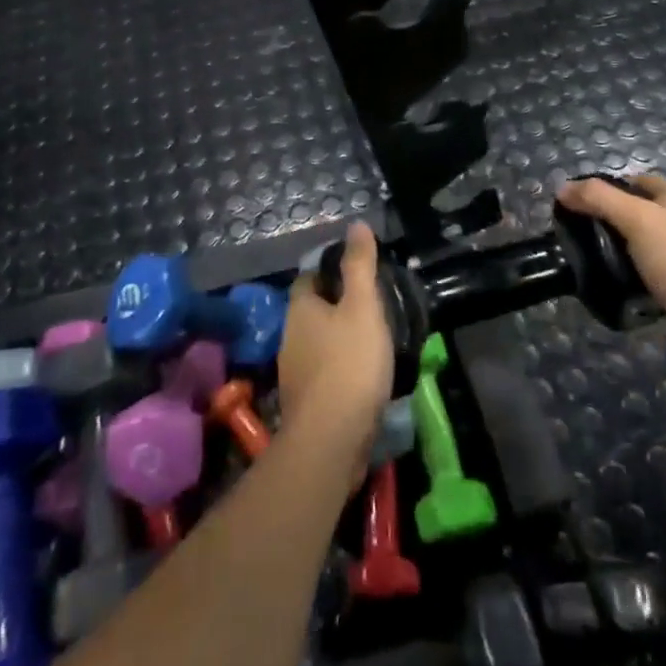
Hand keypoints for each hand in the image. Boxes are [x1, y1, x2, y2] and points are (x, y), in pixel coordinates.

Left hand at [279, 223, 393, 471]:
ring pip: (319, 342)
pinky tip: (365, 374)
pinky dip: (342, 367)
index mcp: (301, 309)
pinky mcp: (307, 402)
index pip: (310, 276)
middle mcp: (291, 336)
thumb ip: (360, 266)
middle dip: (338, 304)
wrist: (331, 441)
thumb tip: (356, 224)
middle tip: (374, 303)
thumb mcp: (362, 307)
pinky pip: (325, 372)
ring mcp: (295, 372)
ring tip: (375, 337)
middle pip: (314, 310)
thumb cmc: (349, 364)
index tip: (359, 270)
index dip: (331, 269)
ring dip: (341, 338)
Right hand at [556, 174, 665, 349]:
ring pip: (644, 240)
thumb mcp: (635, 219)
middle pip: (638, 210)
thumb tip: (562, 187)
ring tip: (595, 259)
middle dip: (611, 220)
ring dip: (621, 248)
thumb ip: (599, 199)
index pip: (633, 180)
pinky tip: (619, 280)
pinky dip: (635, 270)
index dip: (605, 189)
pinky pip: (652, 266)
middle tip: (582, 235)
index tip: (580, 206)